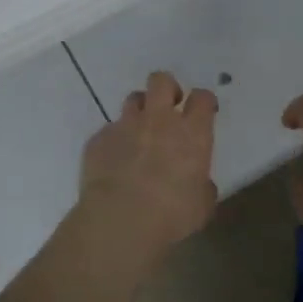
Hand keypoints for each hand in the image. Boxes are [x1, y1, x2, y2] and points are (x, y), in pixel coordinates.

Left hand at [76, 71, 218, 260]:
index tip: (204, 111)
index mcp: (191, 133)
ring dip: (140, 111)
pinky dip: (115, 141)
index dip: (204, 101)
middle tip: (169, 108)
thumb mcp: (201, 205)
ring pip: (134, 99)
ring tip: (140, 133)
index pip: (202, 98)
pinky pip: (109, 131)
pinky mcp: (98, 139)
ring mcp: (125, 126)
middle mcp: (158, 120)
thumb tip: (199, 184)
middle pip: (162, 81)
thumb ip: (202, 186)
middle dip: (168, 88)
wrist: (120, 220)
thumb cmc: (171, 215)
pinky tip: (114, 163)